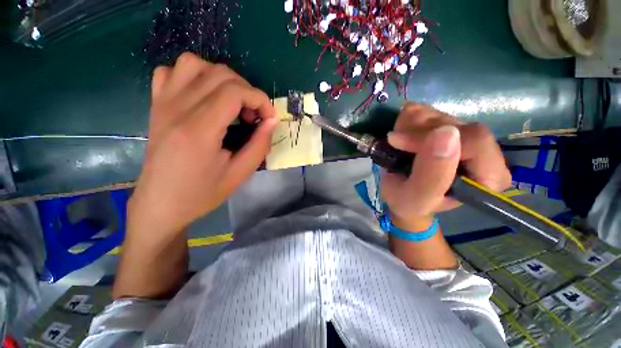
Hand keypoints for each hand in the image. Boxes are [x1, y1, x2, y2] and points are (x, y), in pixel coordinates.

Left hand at [128, 52, 277, 236]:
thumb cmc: (202, 193)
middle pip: (220, 74)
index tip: (269, 118)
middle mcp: (177, 109)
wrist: (161, 204)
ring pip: (194, 64)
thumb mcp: (240, 174)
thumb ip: (260, 145)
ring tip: (232, 102)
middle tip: (254, 116)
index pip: (235, 92)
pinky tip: (203, 97)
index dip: (260, 99)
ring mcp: (162, 104)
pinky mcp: (156, 105)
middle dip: (247, 91)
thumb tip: (272, 121)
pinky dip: (193, 76)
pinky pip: (172, 72)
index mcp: (199, 130)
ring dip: (222, 78)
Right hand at [381, 103, 511, 230]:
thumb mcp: (416, 198)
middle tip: (396, 147)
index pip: (476, 140)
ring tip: (398, 147)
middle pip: (453, 123)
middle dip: (416, 135)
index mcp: (489, 175)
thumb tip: (446, 132)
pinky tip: (402, 137)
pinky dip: (404, 122)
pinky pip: (422, 108)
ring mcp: (462, 132)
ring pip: (435, 112)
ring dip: (407, 128)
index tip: (401, 144)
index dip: (433, 138)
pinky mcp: (444, 121)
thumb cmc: (408, 202)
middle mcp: (483, 150)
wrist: (400, 194)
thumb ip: (432, 175)